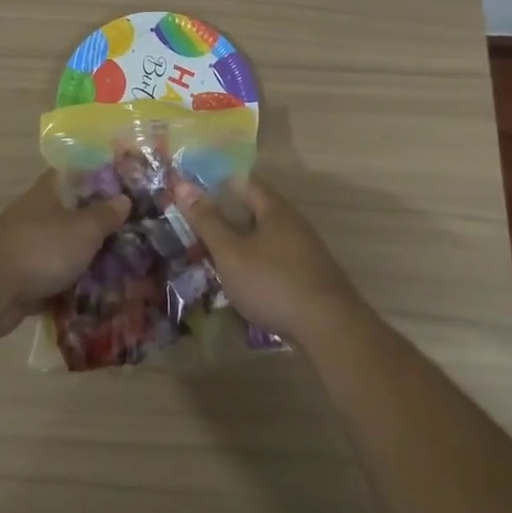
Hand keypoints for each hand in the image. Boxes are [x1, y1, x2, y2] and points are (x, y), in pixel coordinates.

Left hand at [0, 172, 127, 337]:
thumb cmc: (41, 248)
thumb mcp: (84, 229)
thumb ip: (106, 215)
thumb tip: (124, 198)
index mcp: (48, 192)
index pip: (75, 173)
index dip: (99, 177)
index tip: (124, 188)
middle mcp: (36, 214)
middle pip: (72, 214)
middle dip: (98, 225)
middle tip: (132, 234)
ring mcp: (27, 247)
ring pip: (63, 249)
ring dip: (85, 260)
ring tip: (121, 269)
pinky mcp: (22, 279)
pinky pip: (53, 280)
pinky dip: (70, 288)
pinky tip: (97, 298)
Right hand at [174, 177, 365, 343]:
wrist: (329, 328)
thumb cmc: (273, 282)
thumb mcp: (230, 252)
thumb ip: (207, 221)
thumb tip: (182, 184)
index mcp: (274, 208)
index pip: (243, 183)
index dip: (216, 186)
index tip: (191, 198)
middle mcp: (293, 222)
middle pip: (254, 211)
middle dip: (226, 220)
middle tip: (196, 232)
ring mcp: (305, 250)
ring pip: (264, 239)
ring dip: (240, 246)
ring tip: (214, 260)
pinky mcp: (310, 276)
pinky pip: (275, 260)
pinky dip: (256, 265)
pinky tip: (243, 285)